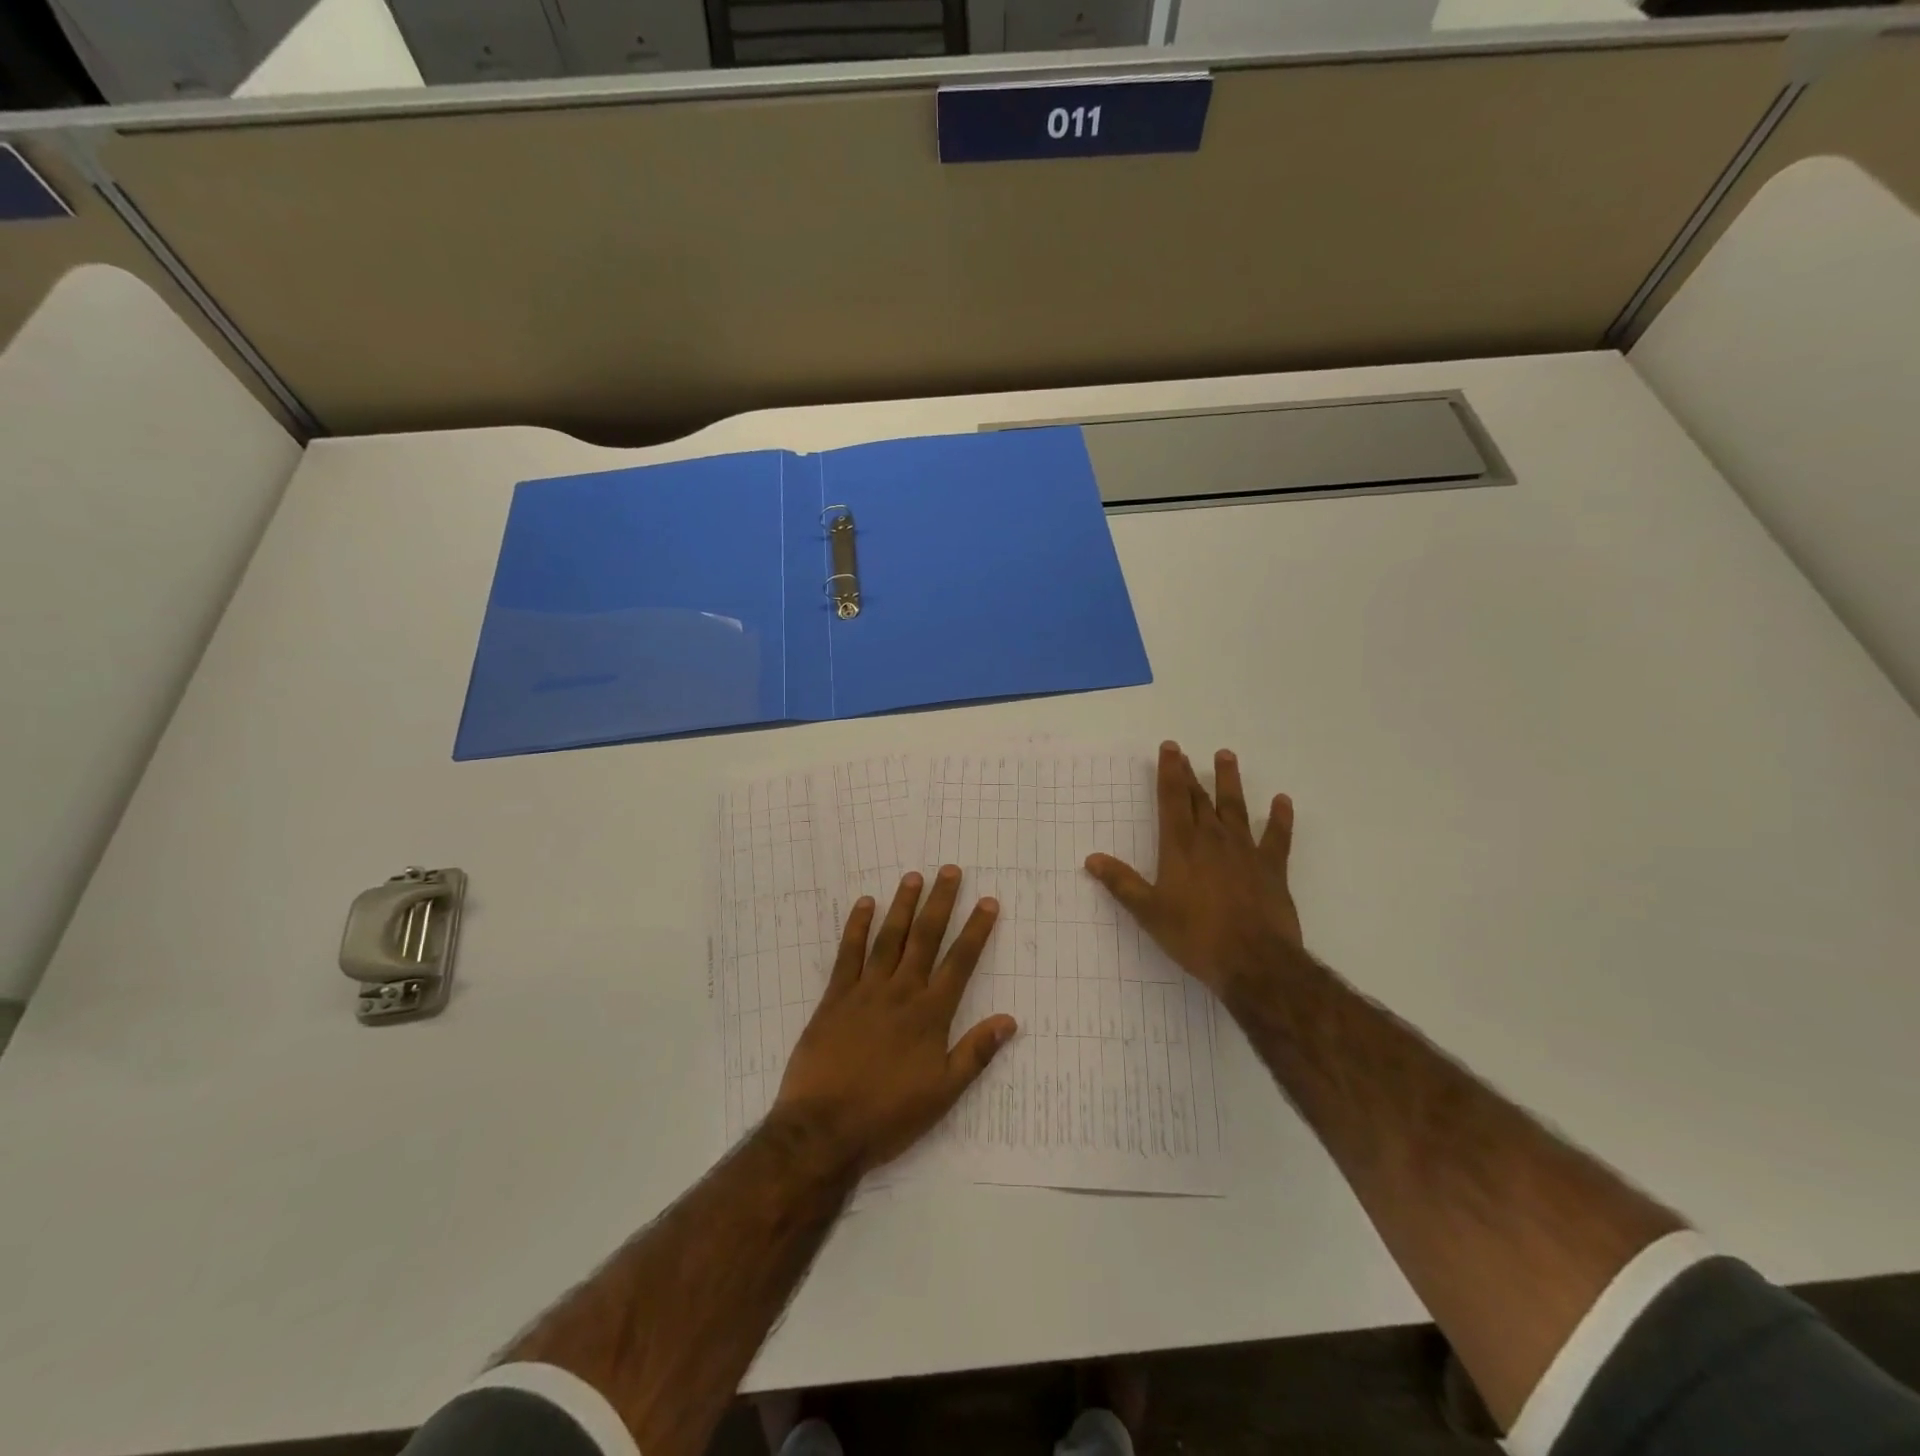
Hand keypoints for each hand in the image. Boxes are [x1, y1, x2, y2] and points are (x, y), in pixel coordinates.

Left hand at [773, 867, 1015, 1175]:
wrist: (825, 1129)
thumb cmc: (889, 1115)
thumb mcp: (943, 1093)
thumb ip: (975, 1053)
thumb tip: (1009, 1020)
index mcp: (930, 1015)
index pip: (960, 963)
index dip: (975, 931)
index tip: (987, 902)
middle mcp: (901, 992)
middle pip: (925, 939)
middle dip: (940, 903)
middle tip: (950, 871)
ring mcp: (865, 991)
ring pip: (889, 938)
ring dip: (902, 906)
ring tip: (913, 877)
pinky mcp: (834, 998)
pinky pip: (848, 954)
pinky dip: (856, 927)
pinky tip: (864, 904)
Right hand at [1085, 742, 1304, 1008]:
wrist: (1254, 961)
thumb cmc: (1196, 936)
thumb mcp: (1150, 912)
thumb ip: (1122, 883)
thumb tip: (1092, 859)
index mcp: (1181, 846)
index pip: (1173, 799)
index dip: (1169, 772)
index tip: (1170, 748)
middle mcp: (1212, 839)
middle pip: (1200, 799)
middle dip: (1190, 775)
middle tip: (1185, 753)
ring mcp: (1245, 851)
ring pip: (1236, 807)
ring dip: (1229, 781)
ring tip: (1226, 756)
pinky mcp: (1272, 868)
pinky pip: (1277, 836)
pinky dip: (1280, 817)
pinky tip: (1282, 801)